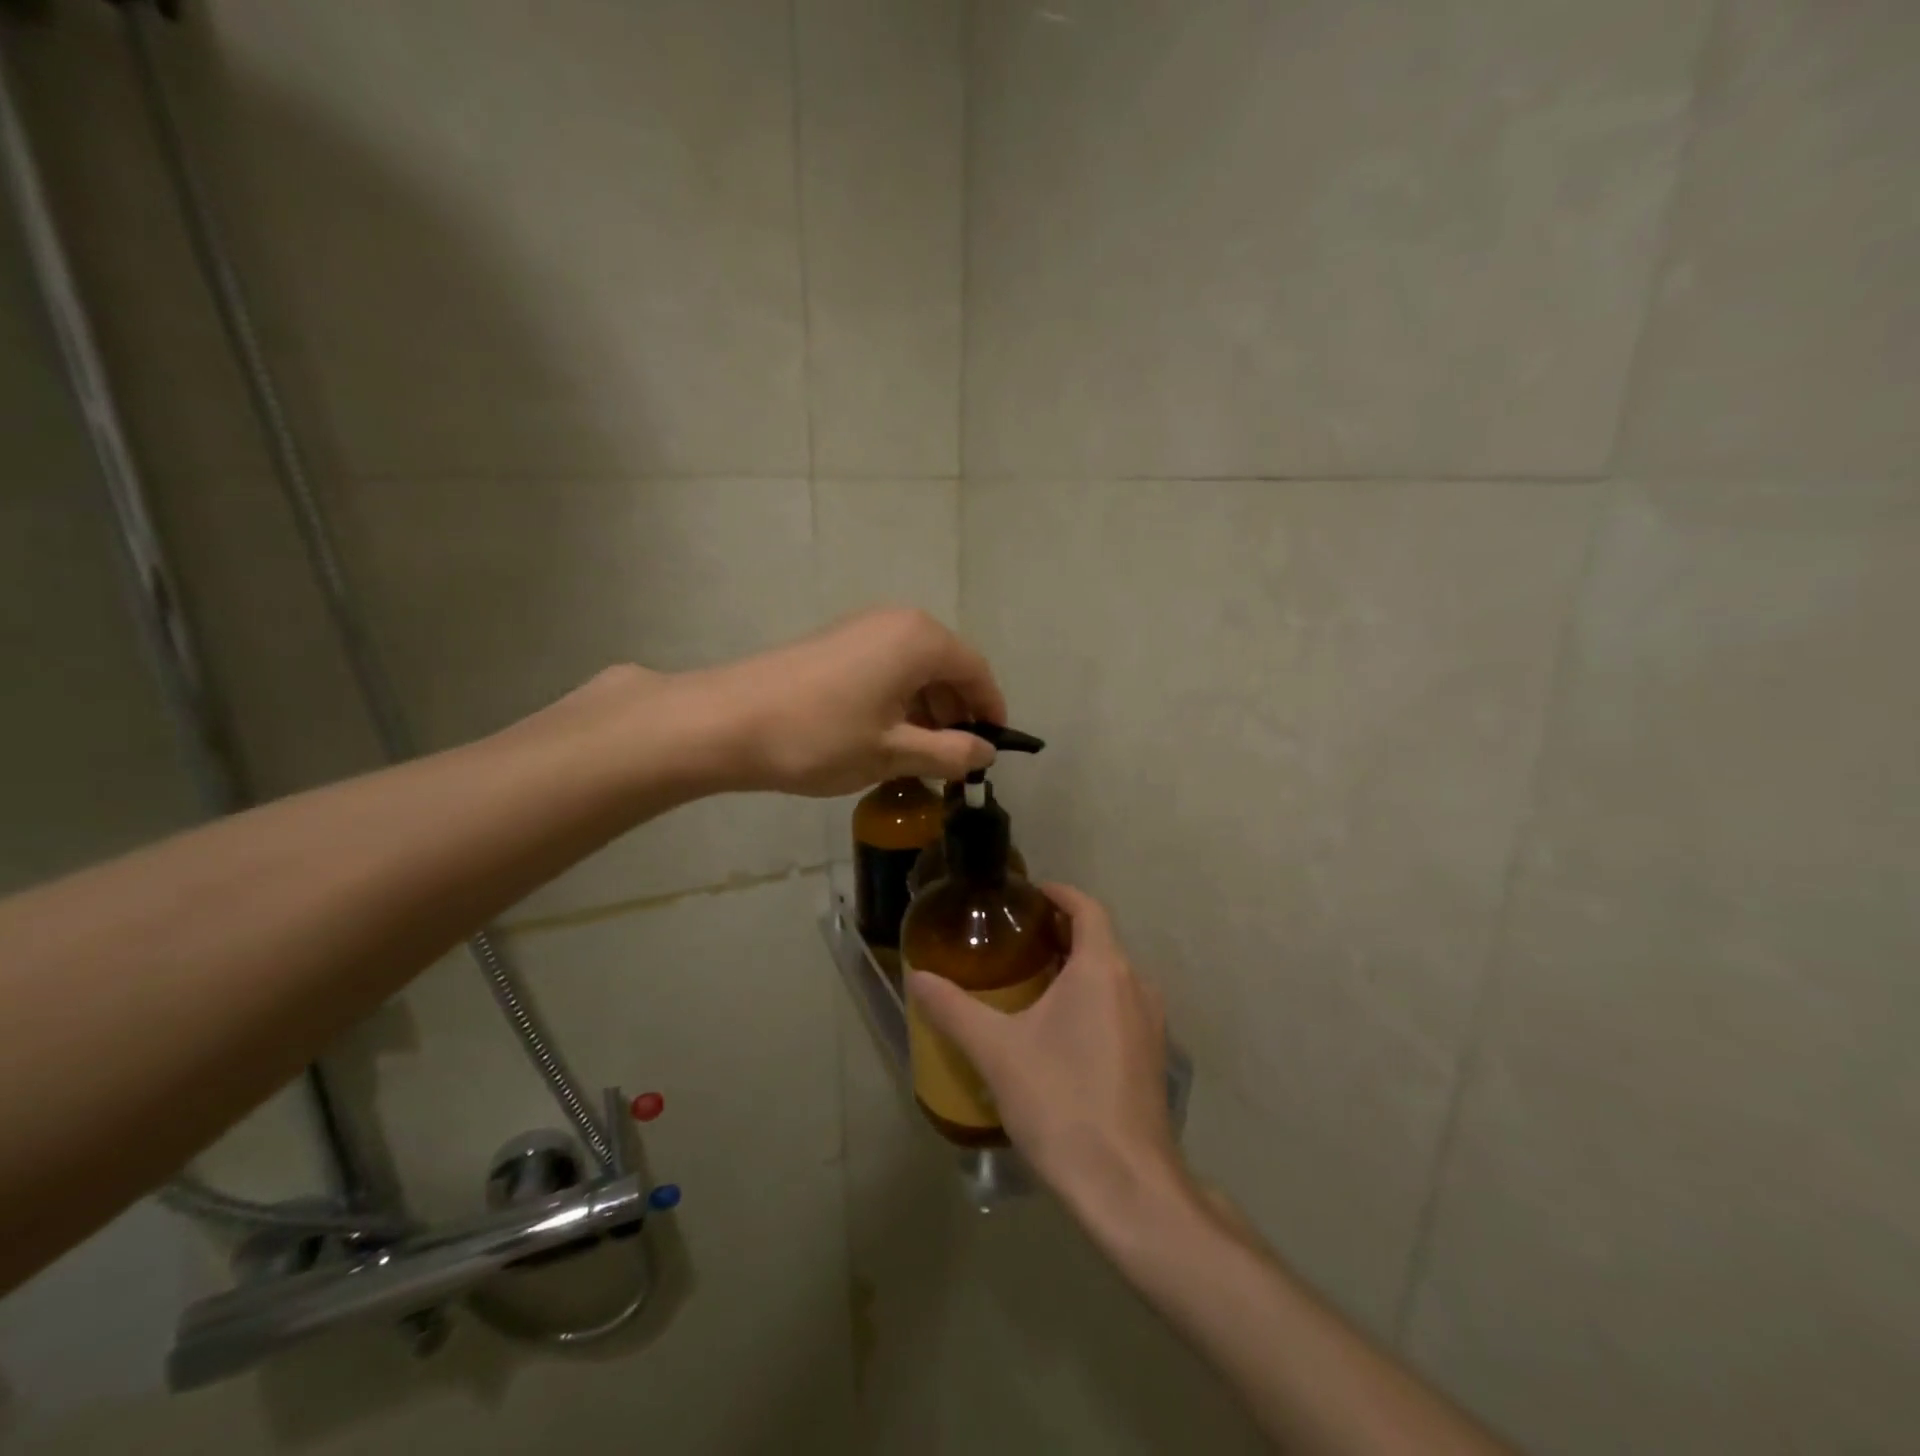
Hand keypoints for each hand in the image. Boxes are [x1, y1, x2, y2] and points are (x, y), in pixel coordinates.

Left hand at [685, 608, 1007, 796]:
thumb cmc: (821, 737)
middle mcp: (897, 621)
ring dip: (927, 708)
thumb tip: (986, 752)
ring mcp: (862, 628)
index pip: (977, 671)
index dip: (991, 710)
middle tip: (954, 758)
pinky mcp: (835, 641)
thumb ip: (948, 752)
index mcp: (920, 640)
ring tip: (920, 754)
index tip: (993, 748)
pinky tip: (885, 735)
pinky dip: (898, 698)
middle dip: (957, 711)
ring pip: (915, 667)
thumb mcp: (892, 752)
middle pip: (947, 665)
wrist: (727, 722)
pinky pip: (887, 666)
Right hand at [907, 884, 1186, 1226]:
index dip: (1059, 893)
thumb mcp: (996, 1051)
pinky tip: (1061, 1029)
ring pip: (1112, 975)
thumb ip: (954, 1009)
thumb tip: (917, 977)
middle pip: (1100, 939)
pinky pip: (1121, 1005)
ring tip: (1033, 980)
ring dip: (1077, 966)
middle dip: (1061, 931)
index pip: (1087, 907)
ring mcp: (1151, 1022)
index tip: (1028, 894)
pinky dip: (1093, 998)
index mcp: (1102, 968)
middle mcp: (1136, 984)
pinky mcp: (1153, 1056)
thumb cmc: (1060, 1100)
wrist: (1126, 1184)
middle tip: (1017, 938)